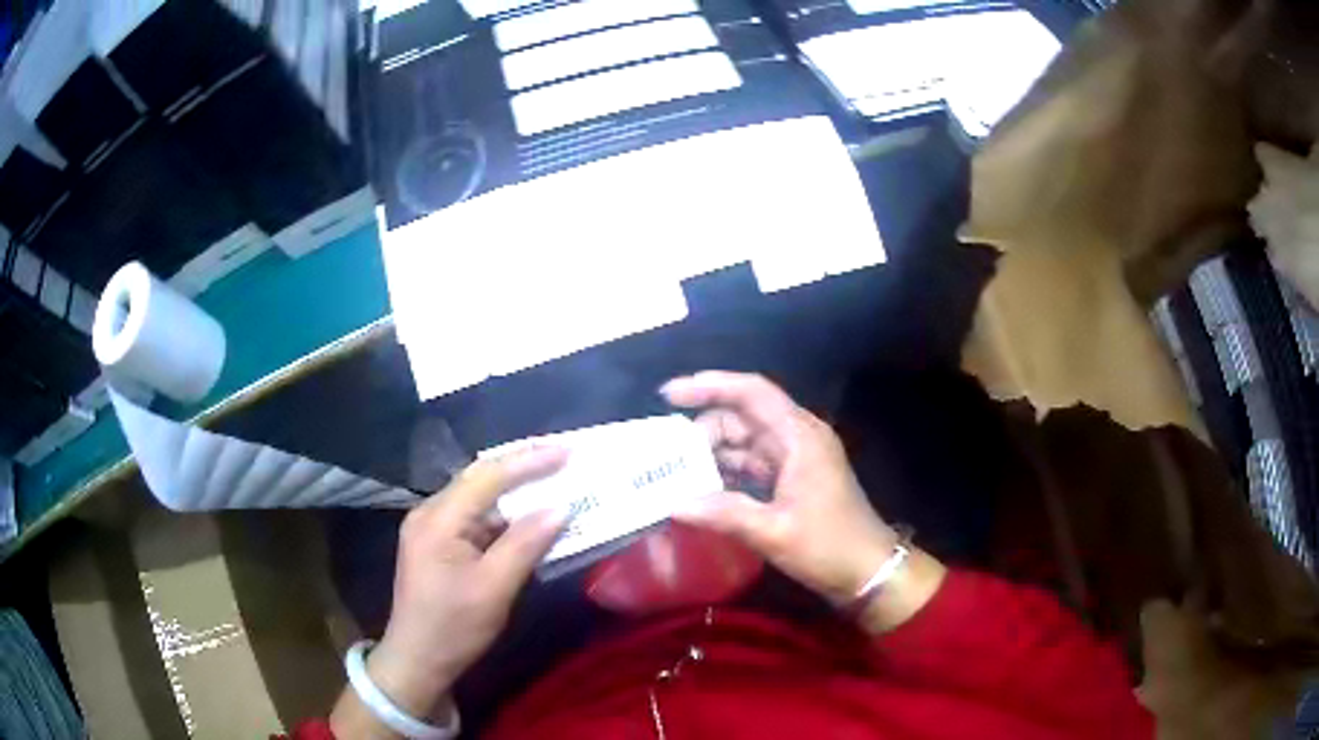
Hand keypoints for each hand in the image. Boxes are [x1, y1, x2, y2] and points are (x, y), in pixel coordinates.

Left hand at [331, 447, 568, 737]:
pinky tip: (527, 518)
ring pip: (478, 497)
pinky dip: (504, 516)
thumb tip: (560, 508)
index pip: (487, 477)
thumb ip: (526, 544)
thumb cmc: (454, 627)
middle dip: (522, 465)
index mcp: (438, 519)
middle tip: (563, 456)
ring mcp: (431, 527)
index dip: (529, 461)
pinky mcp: (438, 544)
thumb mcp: (494, 589)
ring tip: (553, 481)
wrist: (417, 660)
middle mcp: (430, 513)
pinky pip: (475, 518)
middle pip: (479, 478)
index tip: (567, 451)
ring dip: (515, 491)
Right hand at [662, 371, 944, 630]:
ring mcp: (796, 458)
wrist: (868, 571)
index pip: (752, 392)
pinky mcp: (793, 479)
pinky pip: (752, 464)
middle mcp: (797, 437)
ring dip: (713, 453)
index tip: (668, 395)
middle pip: (743, 415)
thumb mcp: (774, 532)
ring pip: (745, 440)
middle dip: (704, 429)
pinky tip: (701, 489)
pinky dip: (727, 471)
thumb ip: (724, 514)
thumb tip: (674, 504)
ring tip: (675, 473)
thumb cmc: (829, 546)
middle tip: (667, 455)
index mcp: (799, 436)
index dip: (709, 385)